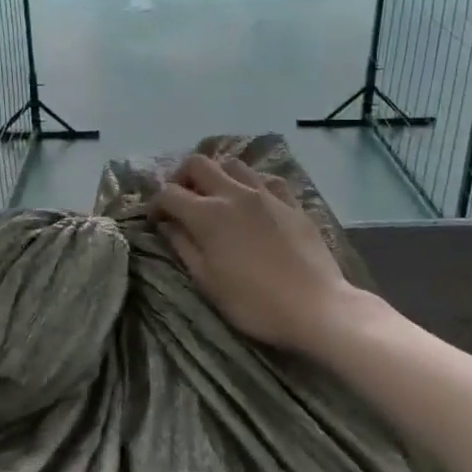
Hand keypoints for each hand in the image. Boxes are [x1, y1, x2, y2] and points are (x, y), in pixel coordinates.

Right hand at [154, 154, 361, 352]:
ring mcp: (266, 194)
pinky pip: (266, 178)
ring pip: (233, 163)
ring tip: (216, 197)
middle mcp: (234, 193)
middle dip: (182, 177)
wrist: (316, 307)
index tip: (156, 222)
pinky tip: (253, 201)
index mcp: (207, 214)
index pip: (168, 193)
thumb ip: (183, 246)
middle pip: (198, 163)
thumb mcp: (207, 281)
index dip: (155, 205)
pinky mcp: (292, 202)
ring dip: (217, 175)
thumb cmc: (253, 302)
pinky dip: (252, 183)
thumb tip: (167, 225)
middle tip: (182, 200)